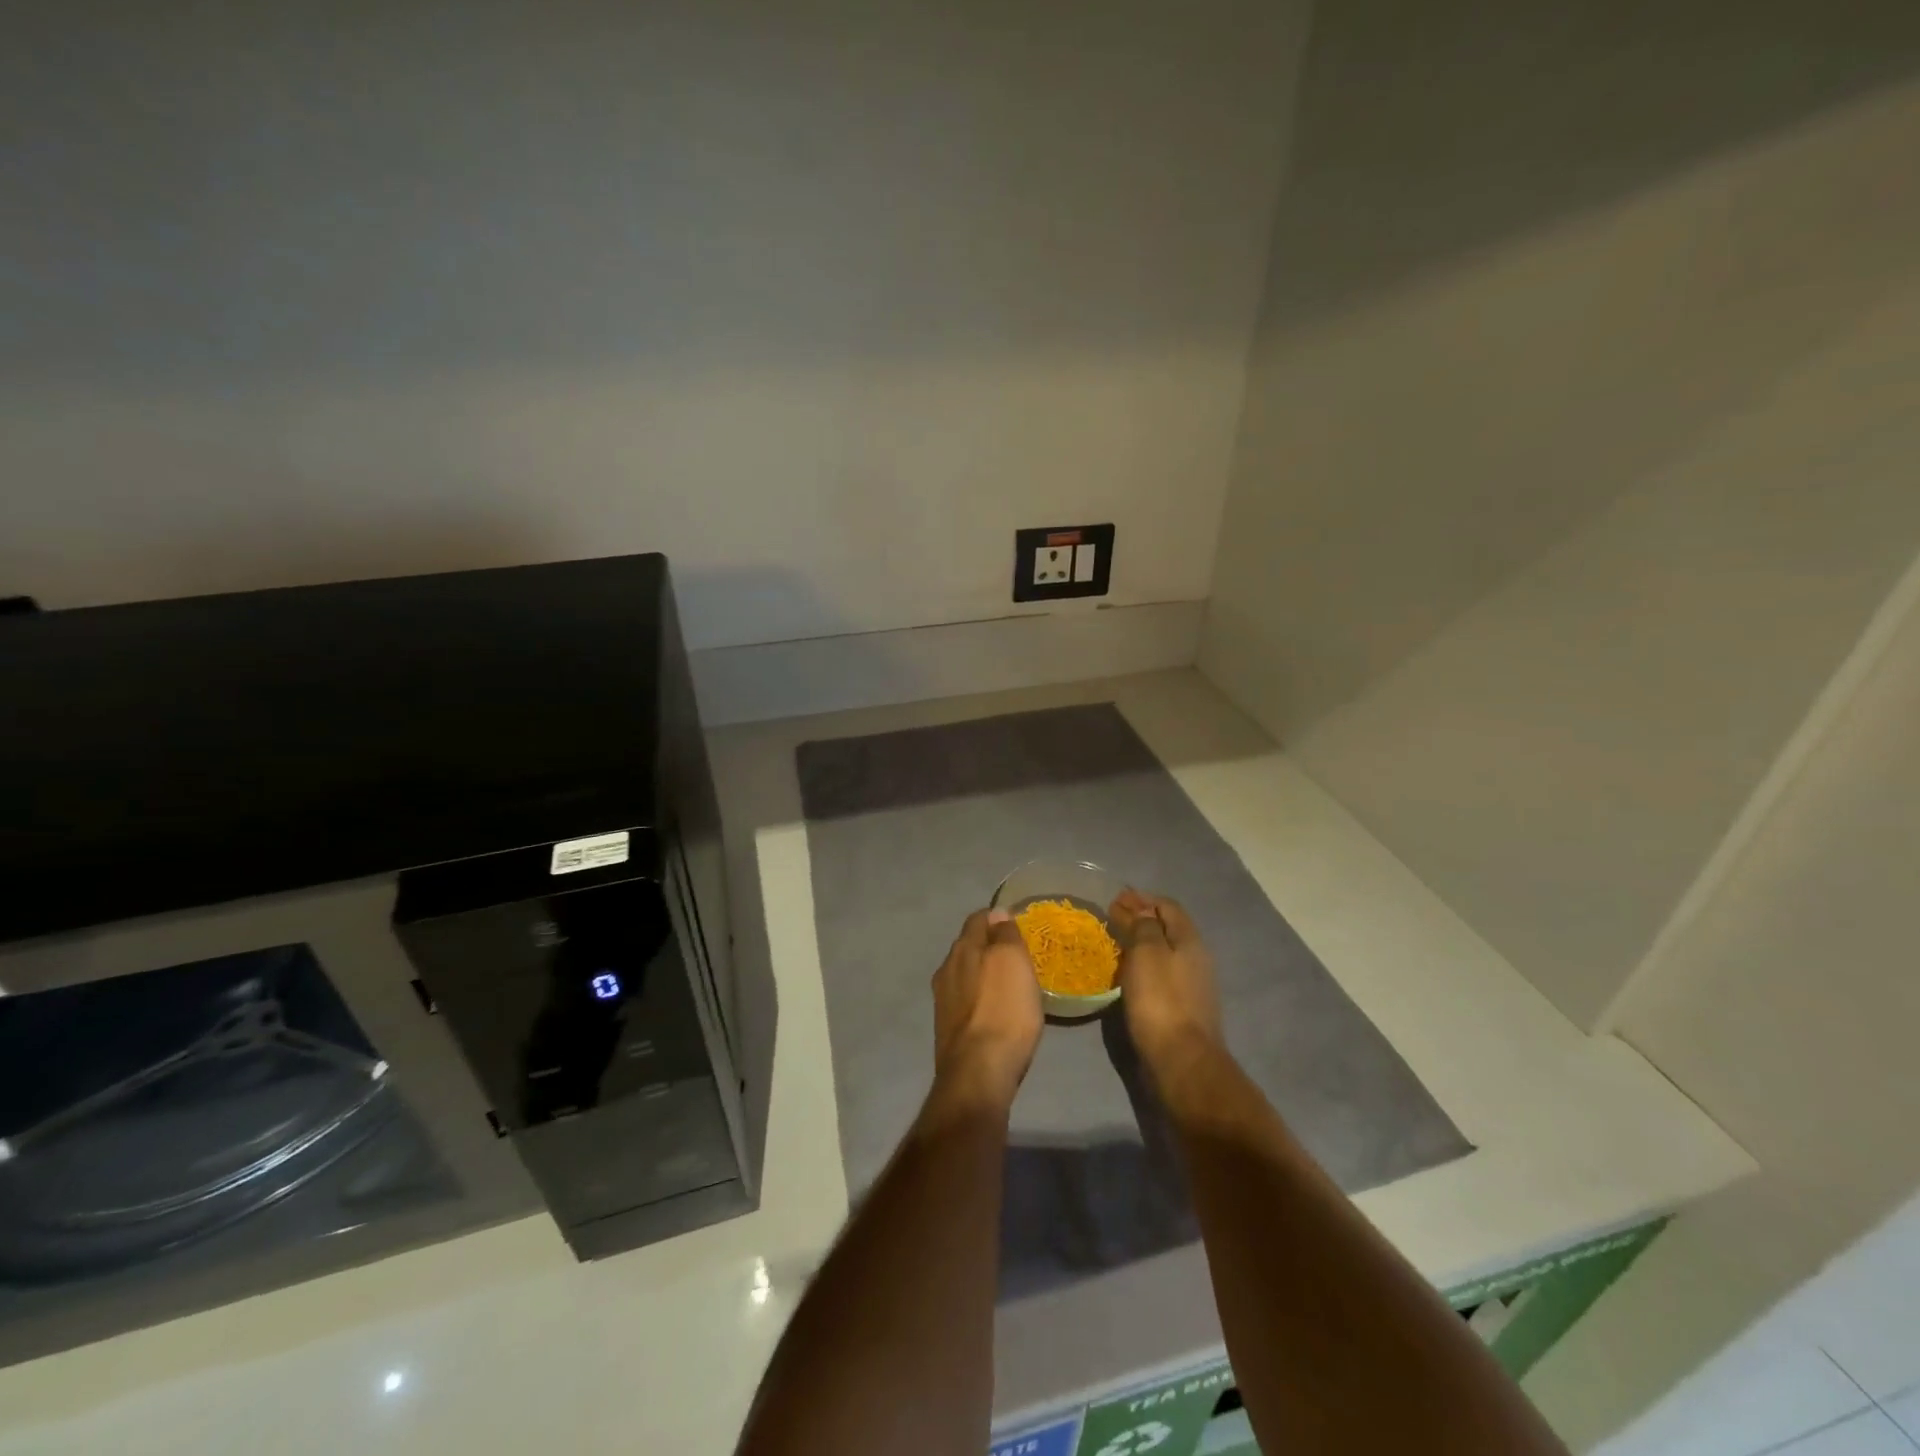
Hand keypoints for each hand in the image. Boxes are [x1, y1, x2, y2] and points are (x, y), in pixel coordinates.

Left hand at [931, 909, 1043, 1110]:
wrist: (978, 1074)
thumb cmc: (1003, 1011)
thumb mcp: (1014, 963)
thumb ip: (1005, 935)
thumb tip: (997, 913)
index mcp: (963, 949)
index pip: (978, 919)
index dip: (997, 917)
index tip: (1016, 924)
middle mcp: (946, 969)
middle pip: (969, 946)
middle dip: (990, 947)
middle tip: (1017, 956)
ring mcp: (943, 1001)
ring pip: (965, 975)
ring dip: (984, 975)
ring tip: (1009, 986)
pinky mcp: (947, 1029)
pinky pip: (966, 1002)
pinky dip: (981, 1000)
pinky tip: (995, 1013)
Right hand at [1110, 889, 1223, 1075]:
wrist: (1181, 1061)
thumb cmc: (1161, 1000)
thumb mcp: (1147, 953)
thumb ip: (1143, 925)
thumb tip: (1139, 907)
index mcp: (1189, 940)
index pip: (1167, 906)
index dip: (1142, 898)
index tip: (1116, 898)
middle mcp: (1195, 958)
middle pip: (1168, 928)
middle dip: (1141, 918)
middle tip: (1112, 917)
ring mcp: (1192, 985)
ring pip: (1164, 952)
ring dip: (1141, 942)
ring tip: (1115, 942)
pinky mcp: (1182, 1008)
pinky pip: (1161, 974)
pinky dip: (1143, 965)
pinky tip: (1126, 972)